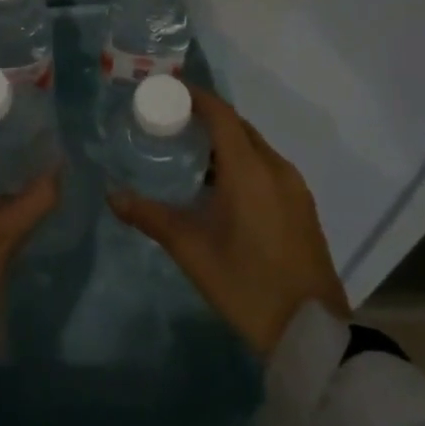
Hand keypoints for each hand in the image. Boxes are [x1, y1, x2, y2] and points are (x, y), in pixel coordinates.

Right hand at [109, 87, 349, 355]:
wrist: (311, 334)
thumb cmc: (247, 285)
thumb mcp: (192, 250)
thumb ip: (151, 217)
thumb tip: (112, 195)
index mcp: (250, 170)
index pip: (221, 114)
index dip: (194, 97)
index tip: (165, 92)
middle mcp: (276, 168)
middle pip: (238, 127)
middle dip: (206, 119)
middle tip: (170, 124)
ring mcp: (294, 188)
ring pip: (255, 148)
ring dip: (225, 143)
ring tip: (189, 155)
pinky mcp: (302, 206)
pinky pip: (267, 167)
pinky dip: (242, 162)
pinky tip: (221, 187)